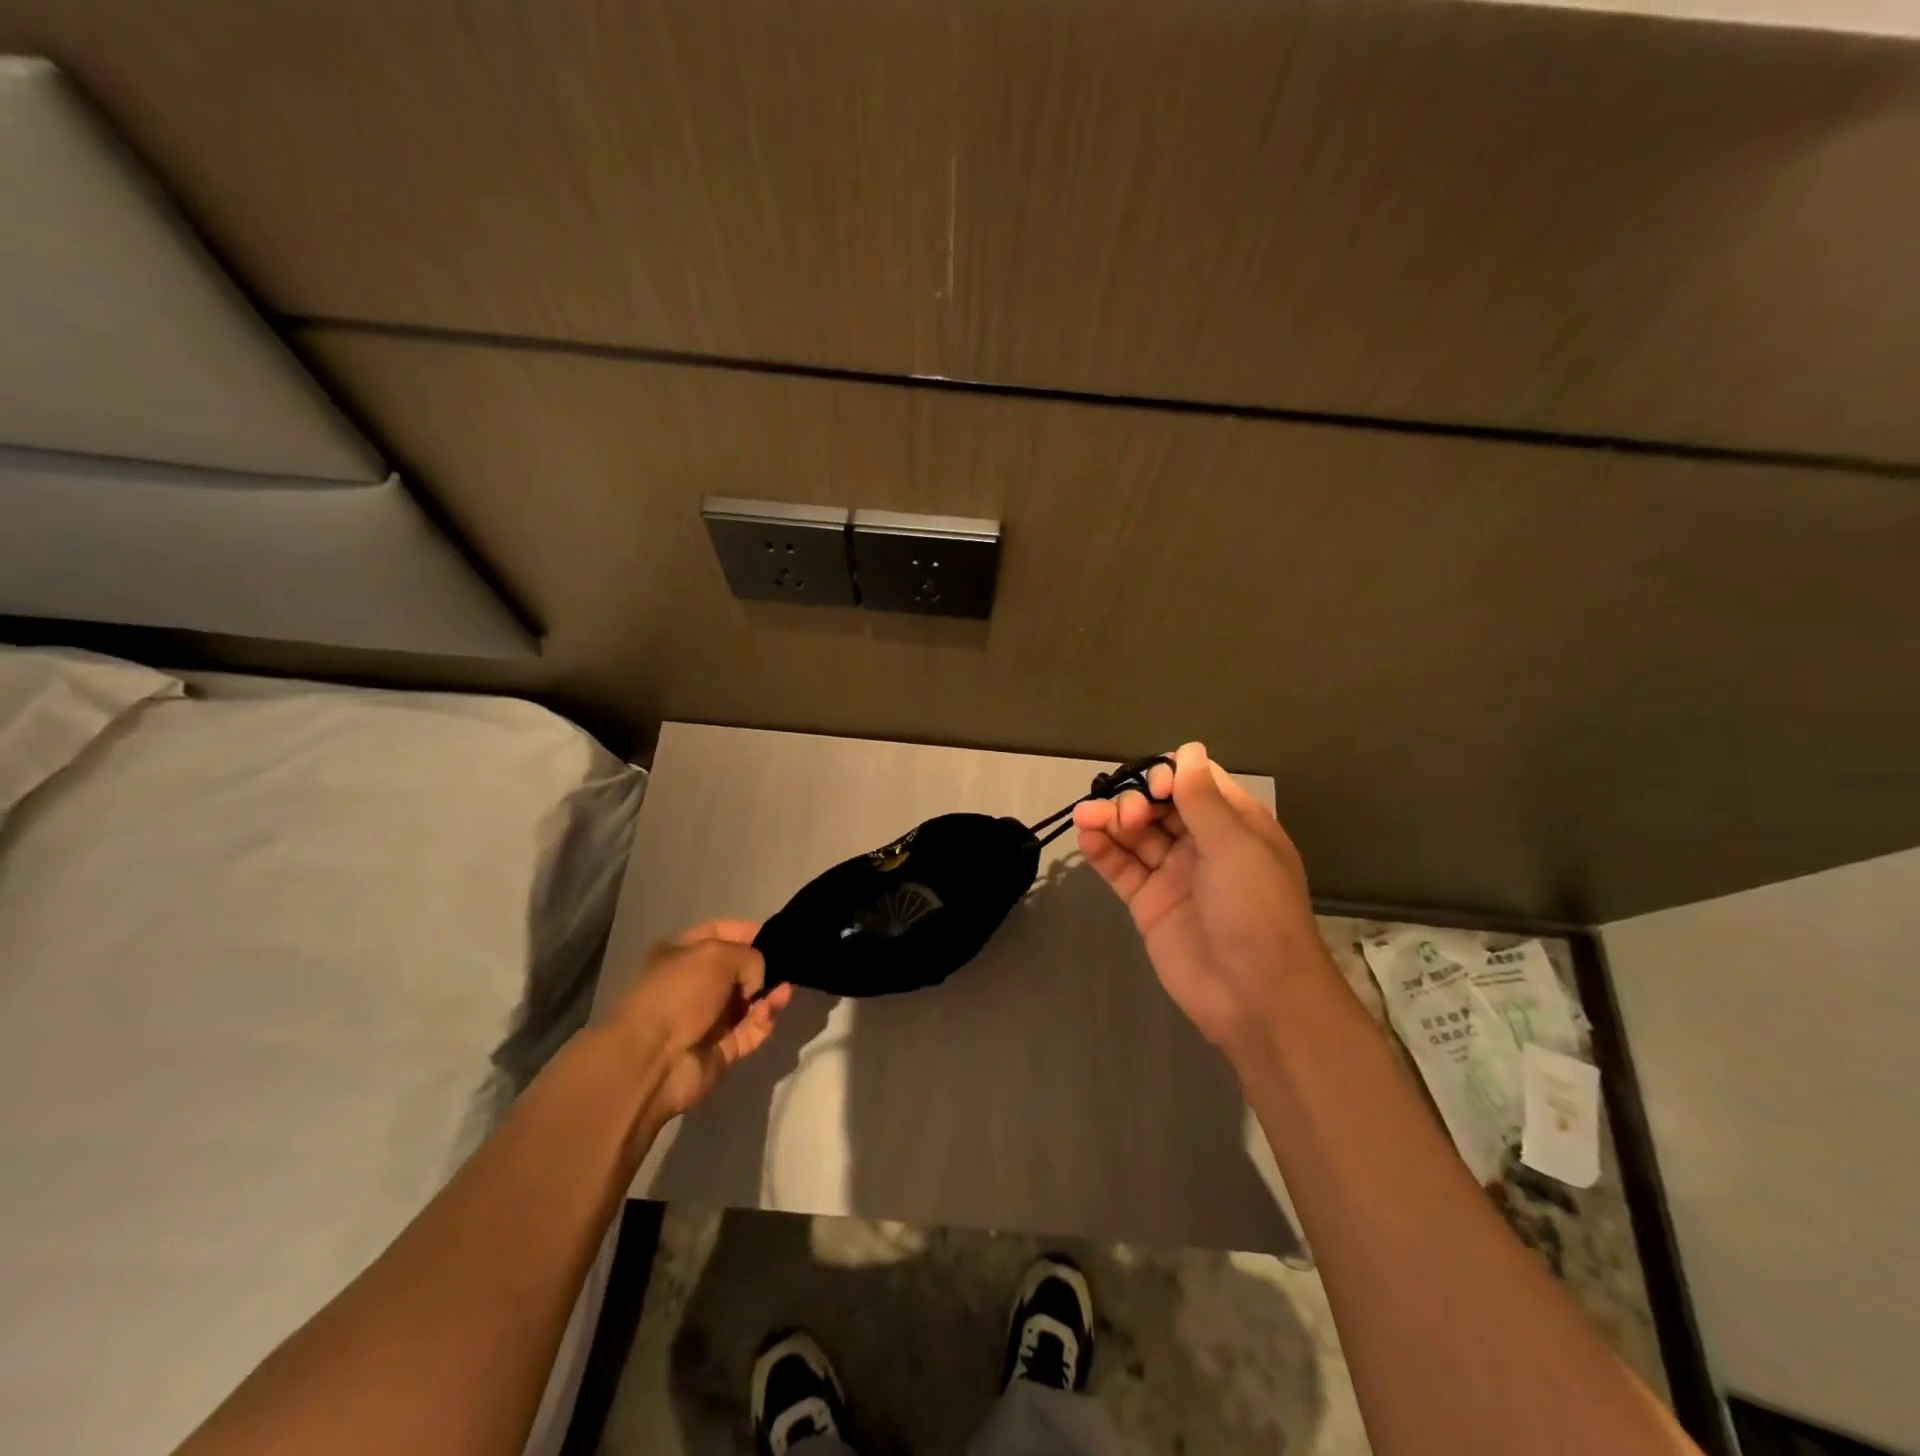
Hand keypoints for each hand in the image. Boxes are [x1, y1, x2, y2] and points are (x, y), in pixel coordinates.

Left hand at [604, 920, 794, 1121]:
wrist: (651, 1060)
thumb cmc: (679, 992)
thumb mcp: (718, 954)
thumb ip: (750, 957)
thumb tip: (757, 981)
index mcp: (680, 954)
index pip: (718, 932)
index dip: (745, 931)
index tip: (774, 935)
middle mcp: (692, 985)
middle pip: (736, 970)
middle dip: (762, 967)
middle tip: (787, 966)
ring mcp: (706, 1020)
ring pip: (747, 1003)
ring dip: (768, 995)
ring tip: (785, 991)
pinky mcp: (719, 1051)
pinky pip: (749, 1031)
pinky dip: (763, 1021)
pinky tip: (773, 1010)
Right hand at [1073, 742, 1339, 1056]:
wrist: (1254, 996)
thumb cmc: (1256, 911)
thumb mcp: (1236, 846)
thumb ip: (1203, 799)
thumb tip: (1188, 750)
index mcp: (1235, 825)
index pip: (1196, 783)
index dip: (1170, 776)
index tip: (1154, 787)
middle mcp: (1203, 845)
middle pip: (1159, 806)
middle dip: (1136, 800)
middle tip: (1126, 816)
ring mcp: (1173, 874)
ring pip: (1135, 835)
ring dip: (1110, 820)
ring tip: (1085, 817)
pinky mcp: (1148, 903)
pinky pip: (1121, 868)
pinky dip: (1102, 851)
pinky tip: (1086, 839)